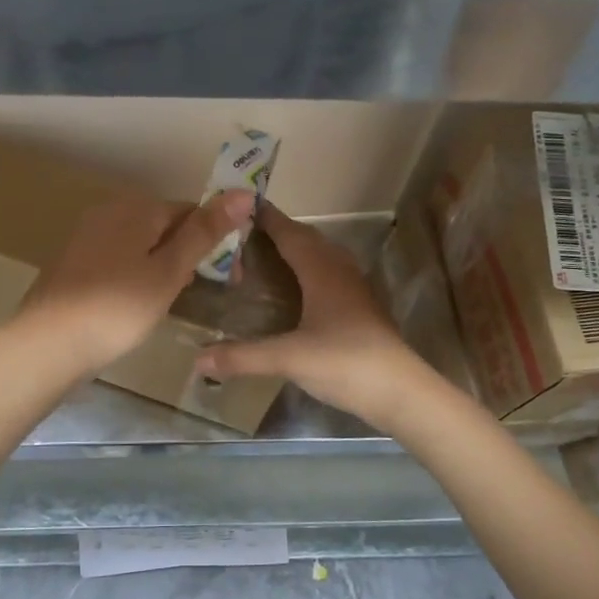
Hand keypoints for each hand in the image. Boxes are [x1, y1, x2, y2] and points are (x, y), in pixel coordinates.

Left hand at [11, 188, 255, 378]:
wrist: (48, 343)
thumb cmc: (118, 308)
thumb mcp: (169, 272)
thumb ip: (204, 232)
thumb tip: (244, 192)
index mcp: (137, 207)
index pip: (191, 211)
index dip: (216, 241)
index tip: (230, 278)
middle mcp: (110, 210)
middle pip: (164, 225)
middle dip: (188, 253)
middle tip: (199, 292)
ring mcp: (86, 234)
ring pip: (140, 242)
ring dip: (162, 265)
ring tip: (168, 300)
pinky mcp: (72, 259)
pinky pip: (117, 256)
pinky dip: (135, 273)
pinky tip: (134, 302)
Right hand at [195, 207, 426, 428]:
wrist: (400, 392)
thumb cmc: (345, 363)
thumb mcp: (288, 359)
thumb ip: (242, 357)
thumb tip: (197, 359)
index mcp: (322, 272)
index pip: (291, 234)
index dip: (268, 219)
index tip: (242, 206)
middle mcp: (340, 273)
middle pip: (309, 240)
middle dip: (280, 231)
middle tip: (247, 233)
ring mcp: (356, 291)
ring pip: (324, 257)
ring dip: (299, 249)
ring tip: (269, 255)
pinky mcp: (363, 310)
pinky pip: (332, 276)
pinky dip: (311, 271)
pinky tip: (300, 290)